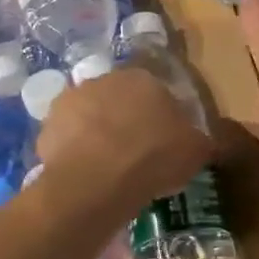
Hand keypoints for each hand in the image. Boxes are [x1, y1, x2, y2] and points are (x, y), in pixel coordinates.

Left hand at [34, 68, 213, 219]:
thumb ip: (202, 139)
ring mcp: (72, 99)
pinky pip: (66, 137)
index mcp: (143, 78)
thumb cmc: (153, 158)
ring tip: (106, 167)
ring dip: (96, 133)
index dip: (158, 116)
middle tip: (134, 153)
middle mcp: (105, 79)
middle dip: (124, 120)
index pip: (154, 91)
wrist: (97, 180)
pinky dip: (73, 151)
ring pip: (89, 115)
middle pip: (118, 99)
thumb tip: (210, 139)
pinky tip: (84, 174)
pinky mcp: (48, 124)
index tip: (161, 141)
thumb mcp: (195, 151)